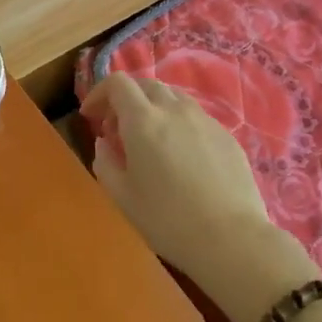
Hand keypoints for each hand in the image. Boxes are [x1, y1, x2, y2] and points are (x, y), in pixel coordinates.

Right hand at [82, 73, 302, 321]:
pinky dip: (178, 122)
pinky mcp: (227, 135)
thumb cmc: (167, 220)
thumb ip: (105, 163)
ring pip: (173, 97)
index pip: (117, 83)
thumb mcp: (122, 197)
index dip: (99, 93)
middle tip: (116, 128)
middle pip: (146, 84)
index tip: (90, 116)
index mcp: (143, 121)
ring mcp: (205, 120)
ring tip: (149, 138)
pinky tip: (180, 154)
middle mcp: (174, 110)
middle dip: (125, 98)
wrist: (231, 238)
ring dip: (153, 107)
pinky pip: (195, 116)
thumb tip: (104, 143)